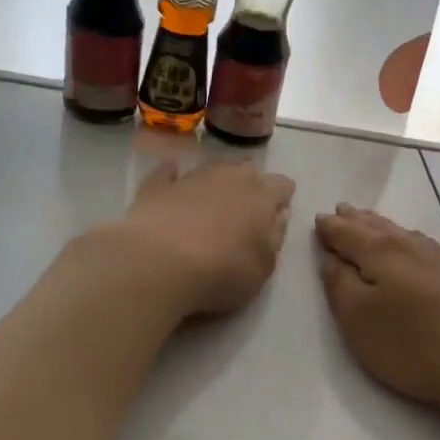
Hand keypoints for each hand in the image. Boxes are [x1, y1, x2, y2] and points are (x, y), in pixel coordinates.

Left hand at [115, 160, 295, 318]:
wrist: (159, 263)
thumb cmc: (222, 271)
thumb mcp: (264, 266)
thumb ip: (275, 237)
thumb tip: (277, 215)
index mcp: (261, 196)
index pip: (282, 185)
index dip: (283, 197)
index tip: (279, 211)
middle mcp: (228, 177)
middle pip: (247, 170)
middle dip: (250, 184)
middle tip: (245, 208)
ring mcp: (190, 178)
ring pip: (211, 168)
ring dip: (215, 181)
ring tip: (212, 201)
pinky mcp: (156, 186)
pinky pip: (168, 173)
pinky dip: (173, 176)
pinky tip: (171, 180)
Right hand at [315, 204, 439, 414]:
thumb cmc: (410, 343)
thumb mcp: (357, 318)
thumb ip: (338, 283)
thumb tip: (330, 256)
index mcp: (379, 251)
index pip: (346, 233)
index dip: (329, 228)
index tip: (318, 220)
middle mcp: (409, 244)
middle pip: (376, 227)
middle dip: (355, 220)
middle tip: (341, 210)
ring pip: (402, 233)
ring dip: (381, 226)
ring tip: (369, 222)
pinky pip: (422, 245)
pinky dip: (406, 240)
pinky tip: (411, 246)